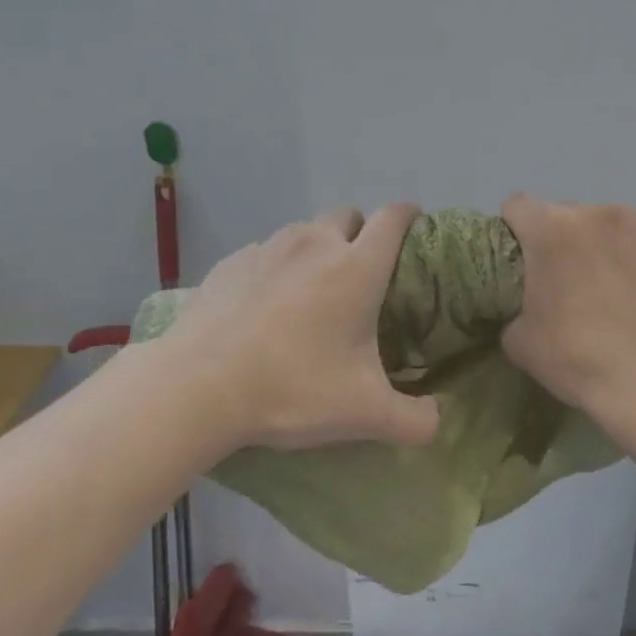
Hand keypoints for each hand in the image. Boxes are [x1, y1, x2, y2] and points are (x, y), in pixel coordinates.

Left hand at [159, 204, 440, 452]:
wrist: (196, 387)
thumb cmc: (292, 388)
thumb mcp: (364, 414)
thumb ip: (415, 420)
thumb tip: (439, 421)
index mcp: (357, 268)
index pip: (393, 218)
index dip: (409, 214)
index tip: (414, 226)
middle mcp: (315, 244)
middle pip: (348, 215)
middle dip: (360, 233)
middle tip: (358, 274)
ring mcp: (268, 249)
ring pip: (304, 231)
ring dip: (316, 249)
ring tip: (309, 292)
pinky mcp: (231, 263)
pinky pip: (265, 253)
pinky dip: (275, 268)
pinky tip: (264, 306)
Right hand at [499, 195, 635, 422]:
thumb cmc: (578, 360)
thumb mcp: (519, 340)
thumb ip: (514, 303)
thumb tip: (526, 301)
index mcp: (551, 230)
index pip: (519, 206)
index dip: (517, 230)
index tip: (524, 257)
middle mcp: (597, 212)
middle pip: (569, 214)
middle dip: (565, 240)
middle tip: (574, 281)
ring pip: (613, 222)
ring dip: (607, 243)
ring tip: (619, 285)